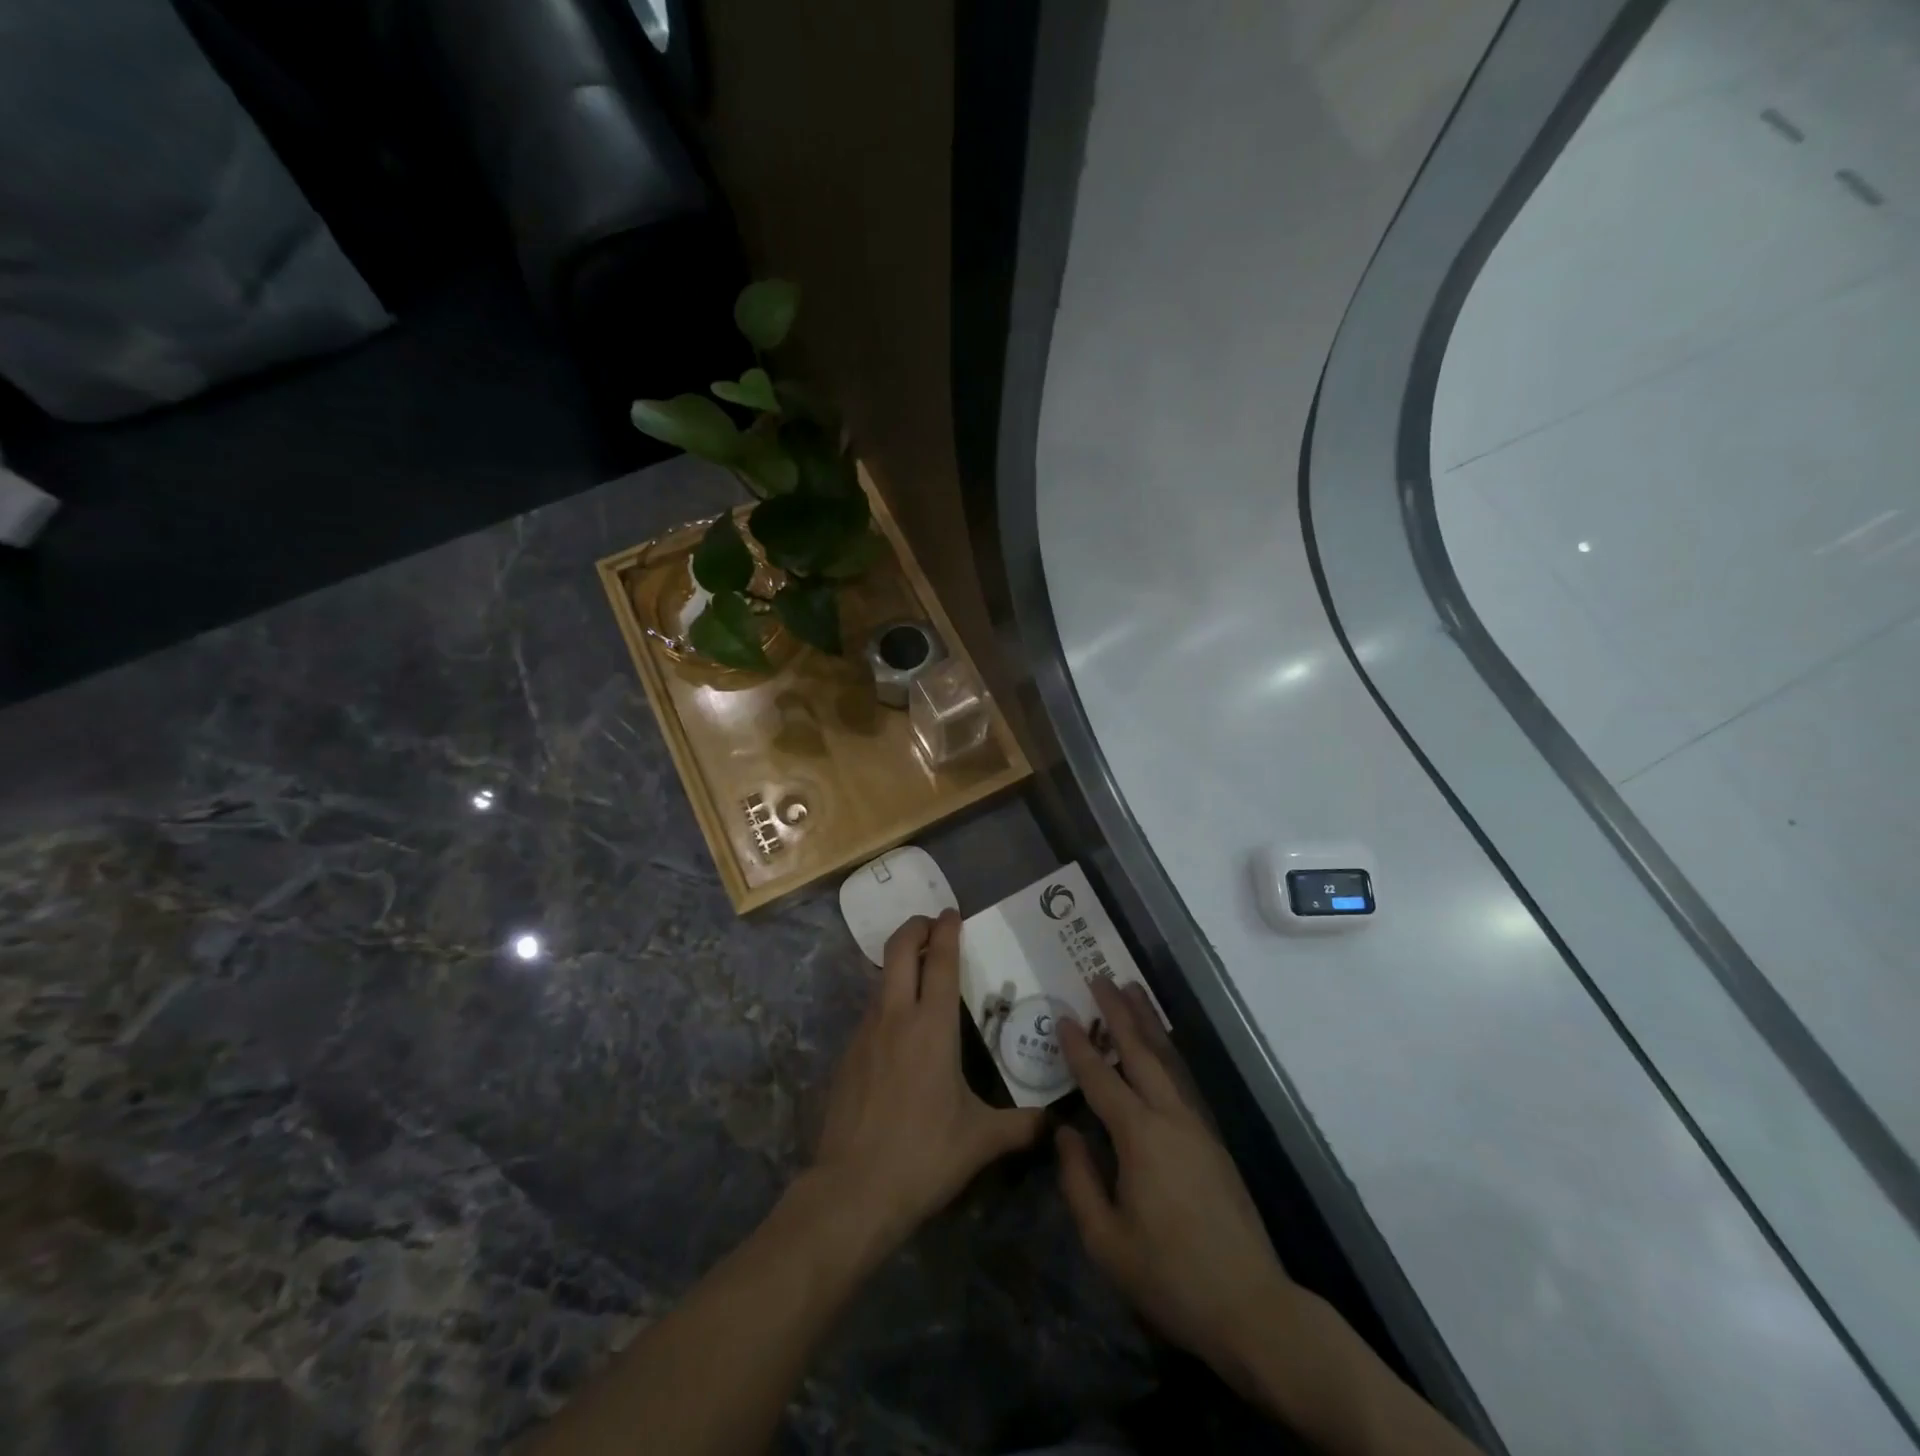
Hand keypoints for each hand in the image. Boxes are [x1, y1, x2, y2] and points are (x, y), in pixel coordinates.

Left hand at [813, 910, 1044, 1251]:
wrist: (851, 1190)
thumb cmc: (923, 1156)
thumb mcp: (980, 1141)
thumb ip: (1020, 1125)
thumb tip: (1053, 1122)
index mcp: (932, 1027)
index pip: (940, 960)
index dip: (946, 930)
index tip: (952, 912)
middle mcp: (895, 1017)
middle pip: (899, 950)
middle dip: (914, 927)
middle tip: (932, 924)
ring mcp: (865, 1033)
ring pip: (881, 979)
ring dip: (899, 964)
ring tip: (920, 974)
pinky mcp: (847, 1055)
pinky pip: (870, 1012)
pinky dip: (887, 1001)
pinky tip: (900, 1030)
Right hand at [1057, 976, 1299, 1389]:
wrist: (1250, 1307)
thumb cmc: (1169, 1276)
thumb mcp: (1106, 1241)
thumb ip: (1079, 1181)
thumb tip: (1064, 1133)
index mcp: (1139, 1137)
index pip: (1101, 1078)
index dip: (1079, 1047)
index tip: (1063, 1015)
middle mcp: (1170, 1117)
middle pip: (1140, 1051)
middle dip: (1118, 1012)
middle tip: (1100, 976)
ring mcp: (1197, 1126)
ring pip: (1168, 1059)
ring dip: (1147, 1022)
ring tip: (1132, 990)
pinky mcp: (1213, 1141)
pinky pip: (1182, 1080)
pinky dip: (1166, 1051)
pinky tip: (1160, 1047)